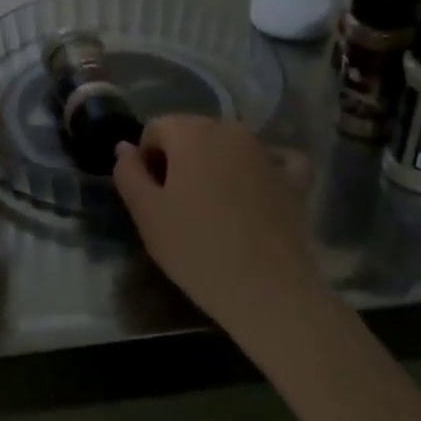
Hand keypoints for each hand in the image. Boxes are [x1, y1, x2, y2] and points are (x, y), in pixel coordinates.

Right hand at [111, 116, 320, 340]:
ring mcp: (267, 151)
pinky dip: (259, 171)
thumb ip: (128, 173)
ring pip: (228, 146)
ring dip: (215, 166)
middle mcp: (231, 130)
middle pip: (193, 133)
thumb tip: (125, 147)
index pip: (156, 129)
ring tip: (214, 211)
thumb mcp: (147, 215)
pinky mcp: (295, 177)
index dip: (146, 160)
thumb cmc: (197, 250)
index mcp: (192, 132)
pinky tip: (255, 195)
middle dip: (180, 160)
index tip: (152, 197)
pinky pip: (273, 160)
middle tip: (178, 207)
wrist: (269, 291)